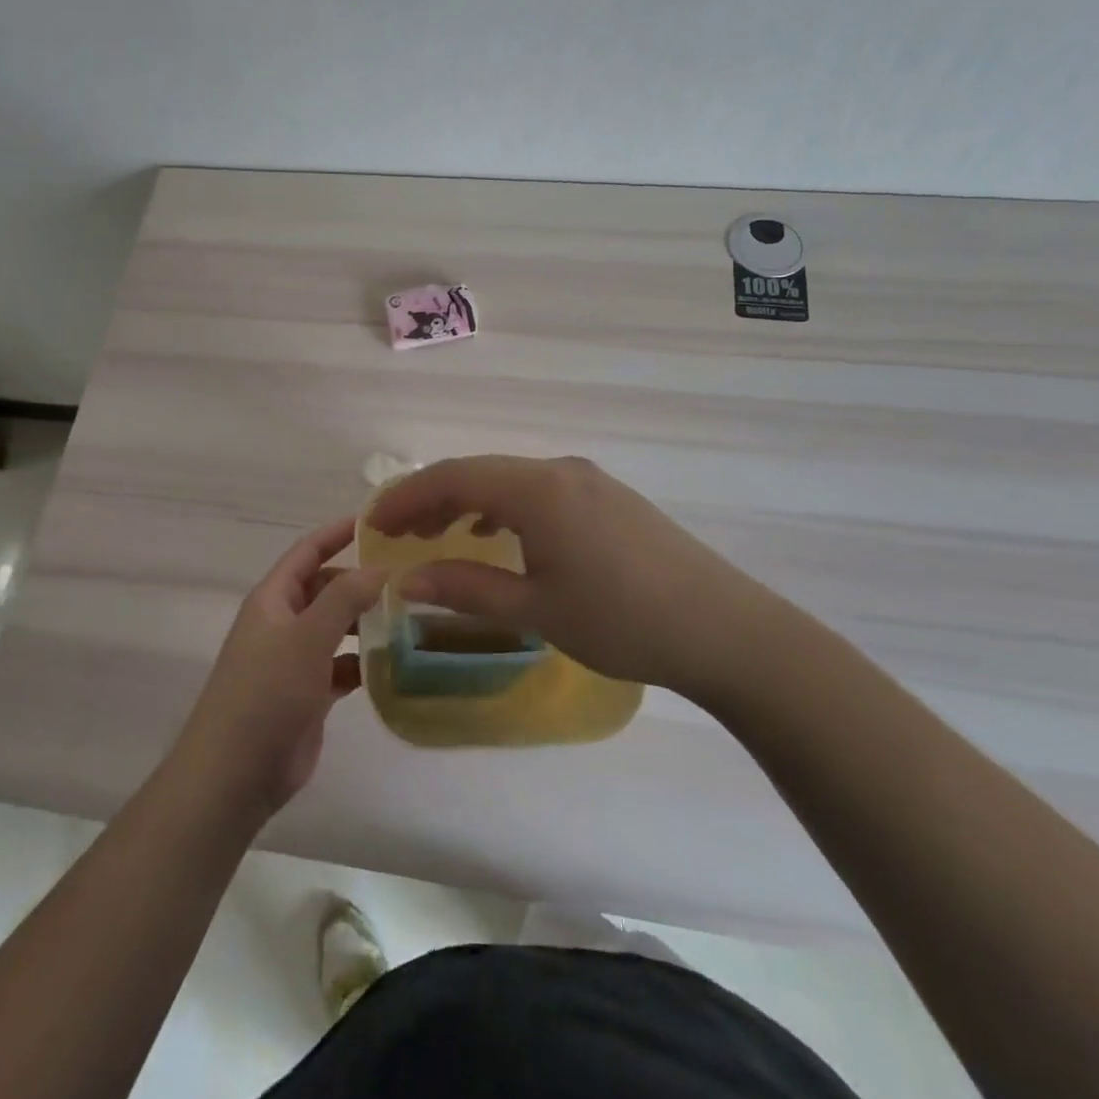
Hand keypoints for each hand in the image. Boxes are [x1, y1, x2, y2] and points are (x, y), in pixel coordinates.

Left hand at [171, 518, 385, 821]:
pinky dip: (364, 663)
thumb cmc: (266, 692)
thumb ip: (344, 598)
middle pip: (326, 589)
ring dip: (366, 623)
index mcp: (273, 599)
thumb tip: (378, 567)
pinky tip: (395, 664)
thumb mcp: (307, 636)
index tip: (376, 520)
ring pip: (336, 629)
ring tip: (411, 616)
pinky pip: (342, 666)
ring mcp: (294, 660)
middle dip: (360, 581)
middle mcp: (283, 623)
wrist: (235, 773)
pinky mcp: (309, 695)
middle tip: (408, 576)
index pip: (307, 551)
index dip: (337, 532)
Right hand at [366, 455, 802, 707]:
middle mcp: (559, 470)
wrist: (724, 629)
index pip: (452, 477)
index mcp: (536, 489)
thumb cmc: (621, 620)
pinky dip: (504, 506)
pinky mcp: (609, 497)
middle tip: (398, 532)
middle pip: (479, 471)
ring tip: (440, 534)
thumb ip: (466, 588)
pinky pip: (539, 489)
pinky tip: (500, 534)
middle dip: (432, 497)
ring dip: (468, 500)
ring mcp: (589, 480)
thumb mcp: (536, 608)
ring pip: (509, 479)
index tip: (375, 524)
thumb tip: (404, 582)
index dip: (406, 498)